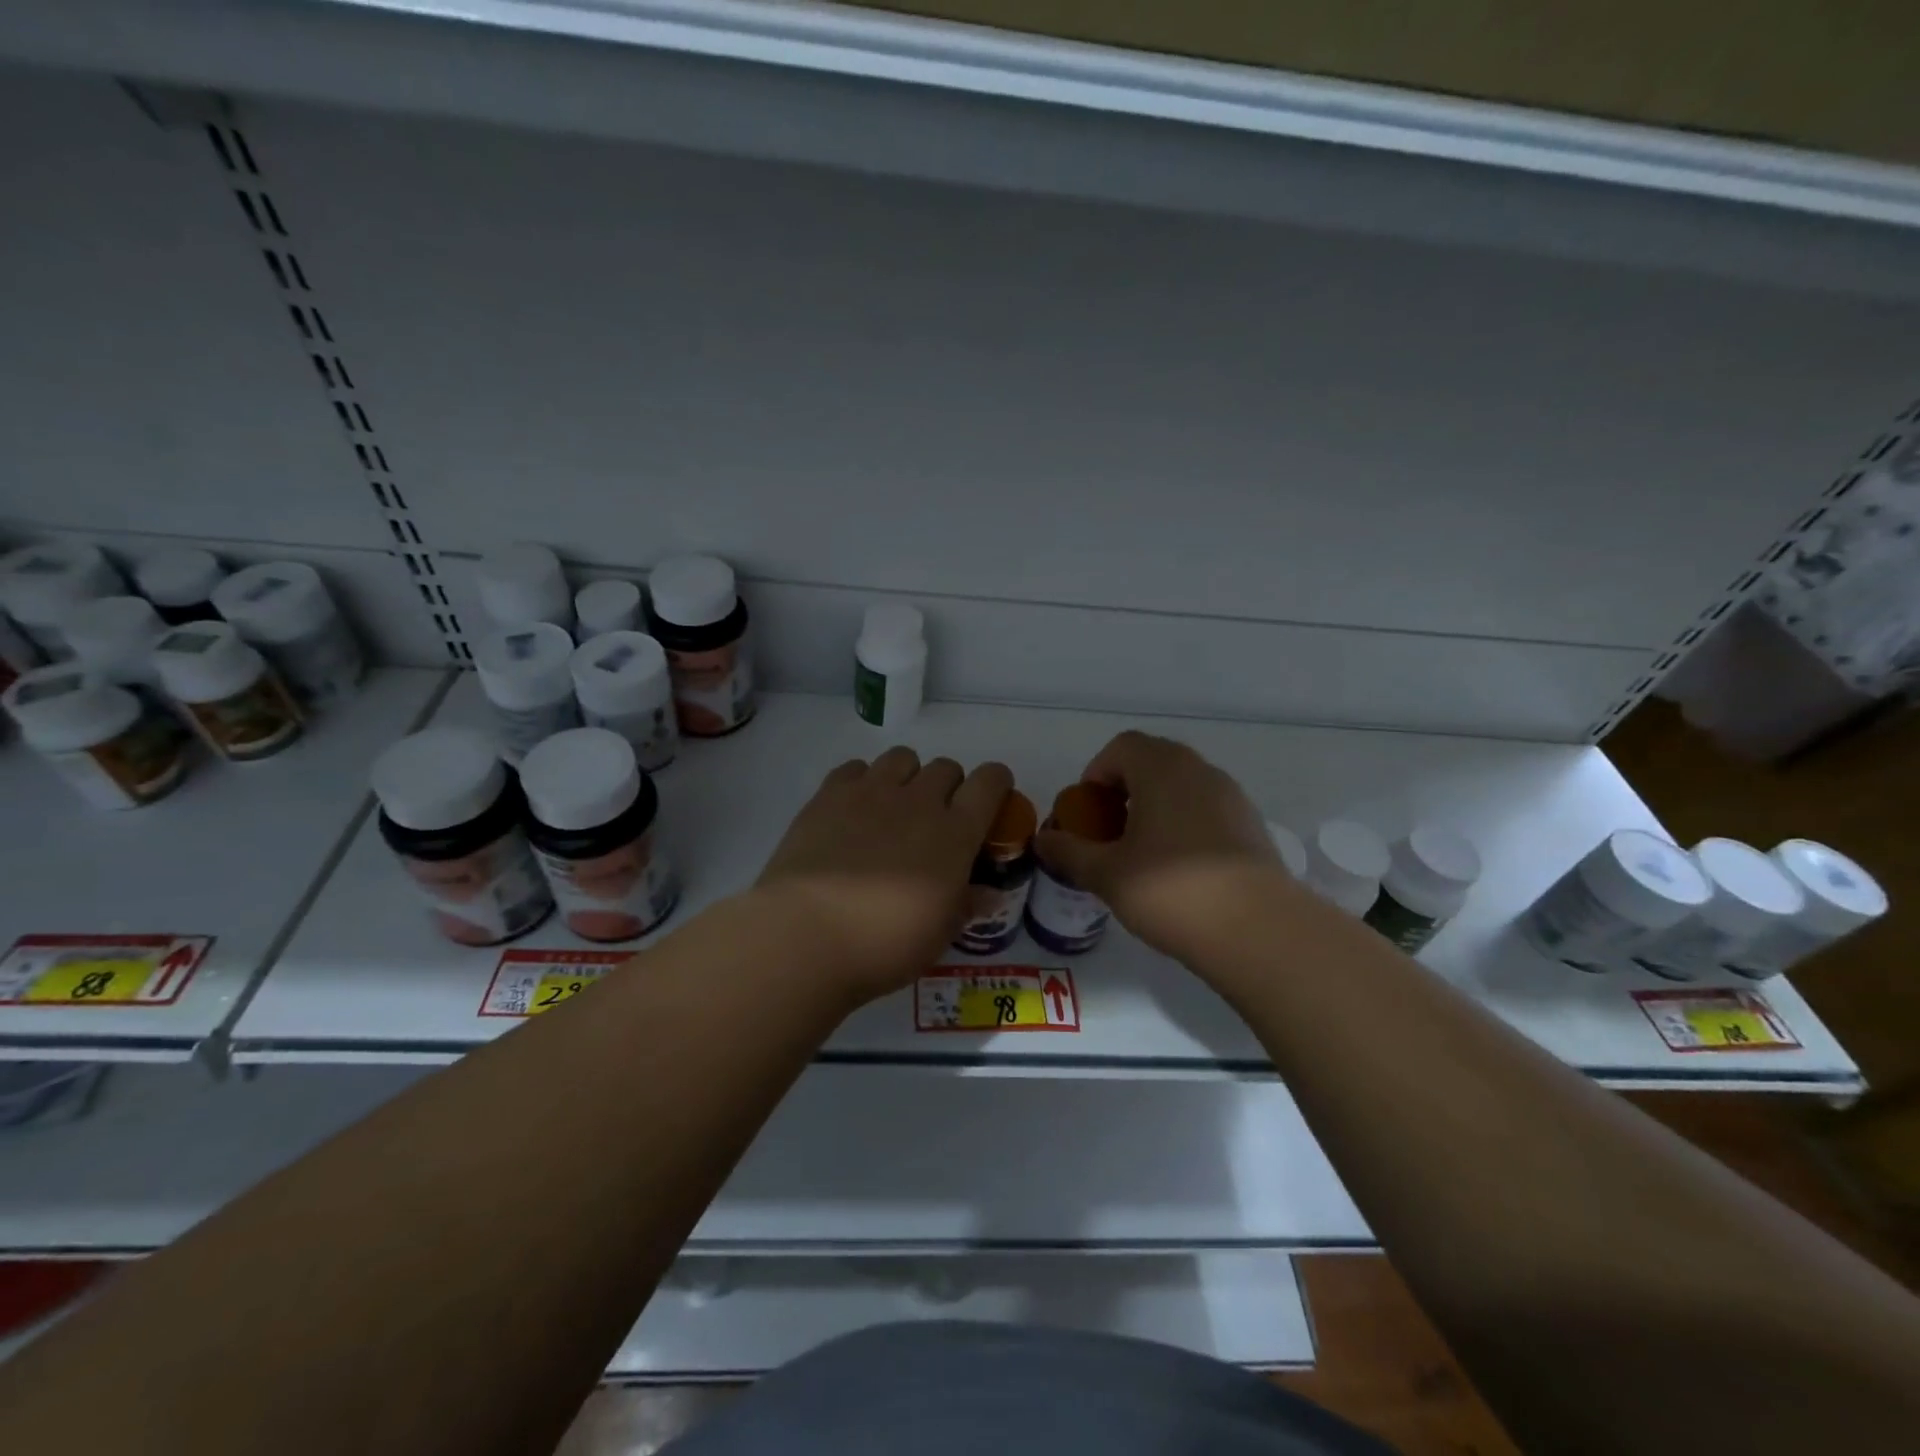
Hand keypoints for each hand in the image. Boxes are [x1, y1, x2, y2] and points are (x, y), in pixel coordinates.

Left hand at [756, 747, 1013, 1001]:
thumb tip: (987, 893)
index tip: (992, 797)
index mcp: (954, 834)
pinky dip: (862, 781)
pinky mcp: (829, 795)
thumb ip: (966, 905)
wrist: (807, 935)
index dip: (996, 782)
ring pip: (902, 758)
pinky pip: (855, 767)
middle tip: (936, 819)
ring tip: (894, 808)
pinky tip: (853, 810)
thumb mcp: (939, 934)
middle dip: (949, 786)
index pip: (989, 783)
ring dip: (908, 776)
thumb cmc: (885, 944)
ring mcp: (871, 793)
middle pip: (946, 767)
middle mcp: (918, 801)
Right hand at [1035, 731, 1286, 963]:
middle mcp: (1200, 771)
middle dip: (1123, 792)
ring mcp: (1231, 797)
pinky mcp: (1251, 826)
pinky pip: (1206, 811)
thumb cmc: (1170, 890)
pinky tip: (1178, 872)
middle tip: (1109, 833)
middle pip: (1152, 763)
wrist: (1257, 931)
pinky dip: (1184, 826)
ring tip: (1141, 855)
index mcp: (1162, 768)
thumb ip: (1069, 852)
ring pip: (1181, 788)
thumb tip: (1043, 840)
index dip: (1096, 775)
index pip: (1121, 747)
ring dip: (1154, 809)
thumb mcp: (1106, 874)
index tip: (1088, 814)